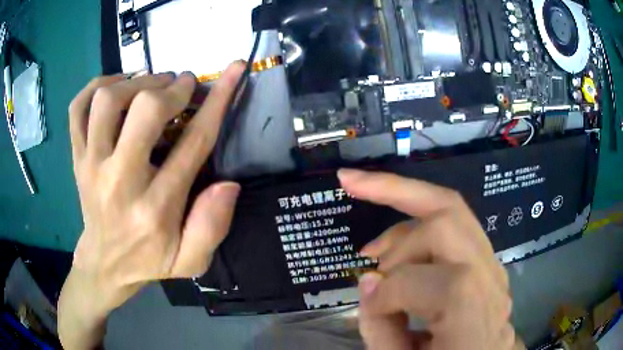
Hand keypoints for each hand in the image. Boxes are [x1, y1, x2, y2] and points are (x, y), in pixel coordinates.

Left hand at [58, 63, 243, 348]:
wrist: (104, 264)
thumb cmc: (148, 260)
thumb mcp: (190, 261)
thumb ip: (212, 227)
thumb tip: (229, 184)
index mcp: (155, 208)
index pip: (193, 142)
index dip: (219, 100)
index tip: (233, 70)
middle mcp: (119, 181)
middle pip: (144, 110)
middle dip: (171, 88)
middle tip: (181, 87)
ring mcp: (91, 165)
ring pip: (107, 100)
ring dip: (135, 82)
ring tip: (150, 86)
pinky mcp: (76, 158)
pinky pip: (78, 108)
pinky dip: (97, 86)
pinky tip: (116, 88)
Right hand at [338, 169, 514, 349]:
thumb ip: (381, 332)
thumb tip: (368, 280)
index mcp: (473, 317)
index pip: (424, 281)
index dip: (385, 292)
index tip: (368, 308)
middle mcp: (491, 282)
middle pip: (448, 216)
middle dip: (394, 194)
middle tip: (351, 186)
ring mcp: (493, 267)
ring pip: (452, 210)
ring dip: (405, 206)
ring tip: (372, 242)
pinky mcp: (486, 264)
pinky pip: (455, 226)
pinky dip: (420, 222)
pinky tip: (397, 240)